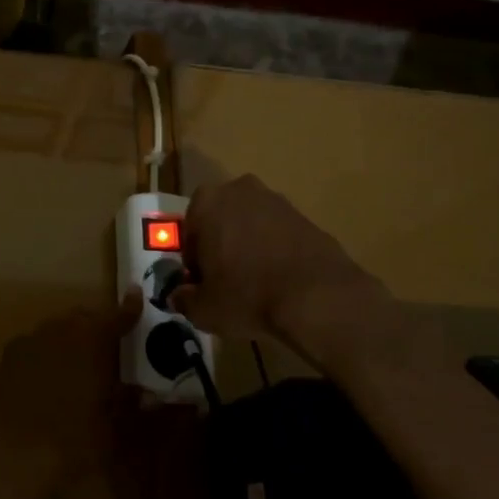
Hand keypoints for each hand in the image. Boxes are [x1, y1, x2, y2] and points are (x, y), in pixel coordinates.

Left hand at [0, 294, 140, 484]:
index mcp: (89, 341)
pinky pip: (34, 346)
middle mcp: (57, 332)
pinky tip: (49, 379)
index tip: (137, 296)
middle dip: (97, 325)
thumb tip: (144, 392)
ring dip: (70, 338)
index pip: (115, 317)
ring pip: (55, 329)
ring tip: (80, 364)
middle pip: (81, 318)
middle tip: (110, 346)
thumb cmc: (69, 446)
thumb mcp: (111, 430)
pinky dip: (47, 354)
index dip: (129, 309)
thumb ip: (127, 403)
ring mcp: (26, 343)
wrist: (6, 461)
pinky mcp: (4, 360)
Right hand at [170, 174, 402, 372]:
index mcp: (206, 202)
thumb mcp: (203, 308)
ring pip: (251, 226)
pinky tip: (280, 282)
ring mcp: (277, 201)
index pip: (189, 232)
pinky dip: (275, 253)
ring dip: (248, 248)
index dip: (193, 262)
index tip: (202, 285)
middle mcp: (240, 190)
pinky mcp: (307, 217)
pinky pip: (279, 235)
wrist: (319, 297)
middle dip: (220, 247)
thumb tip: (179, 297)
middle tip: (226, 283)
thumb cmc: (247, 295)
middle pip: (220, 222)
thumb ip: (184, 299)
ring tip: (256, 285)